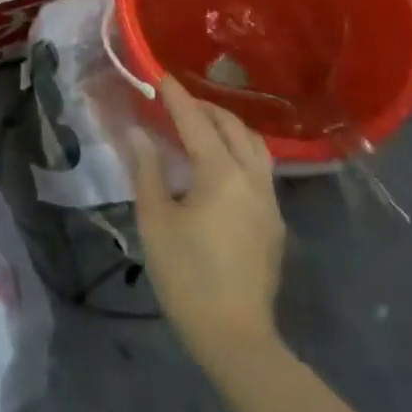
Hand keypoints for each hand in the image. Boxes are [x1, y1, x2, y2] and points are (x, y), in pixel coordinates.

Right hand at [120, 77, 285, 370]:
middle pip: (234, 128)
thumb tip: (138, 132)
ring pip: (253, 147)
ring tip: (197, 127)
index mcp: (221, 174)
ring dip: (226, 128)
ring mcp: (269, 202)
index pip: (196, 121)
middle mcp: (252, 179)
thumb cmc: (186, 274)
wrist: (235, 336)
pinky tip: (215, 165)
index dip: (176, 96)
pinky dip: (236, 152)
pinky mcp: (273, 223)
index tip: (159, 75)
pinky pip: (258, 170)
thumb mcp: (155, 218)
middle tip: (174, 102)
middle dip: (205, 108)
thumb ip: (146, 169)